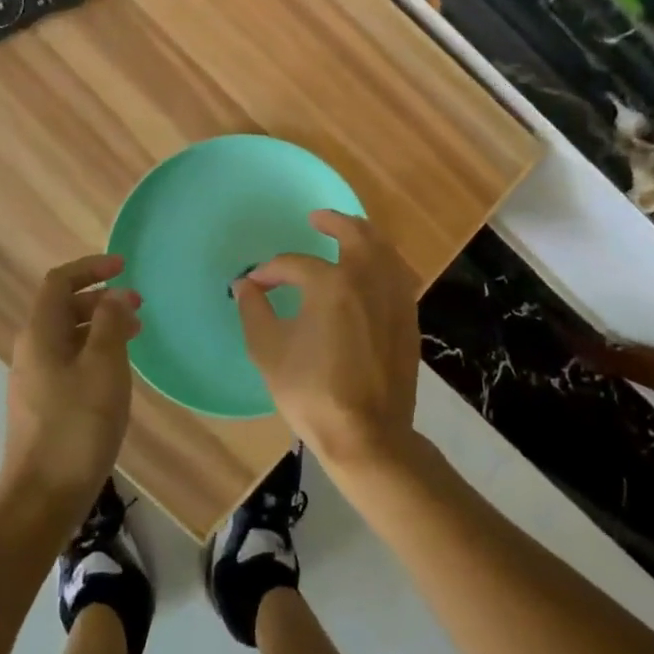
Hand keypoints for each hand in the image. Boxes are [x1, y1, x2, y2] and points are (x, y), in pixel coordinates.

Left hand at [1, 253, 140, 517]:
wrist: (42, 499)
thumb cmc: (77, 426)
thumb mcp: (104, 367)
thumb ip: (110, 324)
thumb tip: (114, 295)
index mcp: (40, 334)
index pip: (60, 282)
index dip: (91, 268)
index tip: (124, 266)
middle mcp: (30, 350)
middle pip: (62, 307)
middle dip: (100, 299)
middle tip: (138, 306)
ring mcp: (33, 379)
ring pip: (67, 336)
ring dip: (99, 326)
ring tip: (135, 335)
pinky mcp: (40, 405)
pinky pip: (68, 361)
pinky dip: (93, 352)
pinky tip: (116, 372)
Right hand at [233, 211, 420, 475]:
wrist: (368, 435)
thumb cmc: (312, 392)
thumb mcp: (269, 351)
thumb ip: (254, 311)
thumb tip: (245, 285)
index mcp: (331, 284)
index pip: (295, 264)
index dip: (271, 271)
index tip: (256, 283)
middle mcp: (367, 279)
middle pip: (355, 234)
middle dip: (334, 222)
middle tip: (318, 218)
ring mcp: (394, 298)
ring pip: (384, 249)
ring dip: (364, 235)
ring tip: (349, 233)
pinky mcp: (409, 318)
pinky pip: (398, 273)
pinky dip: (384, 260)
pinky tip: (373, 270)